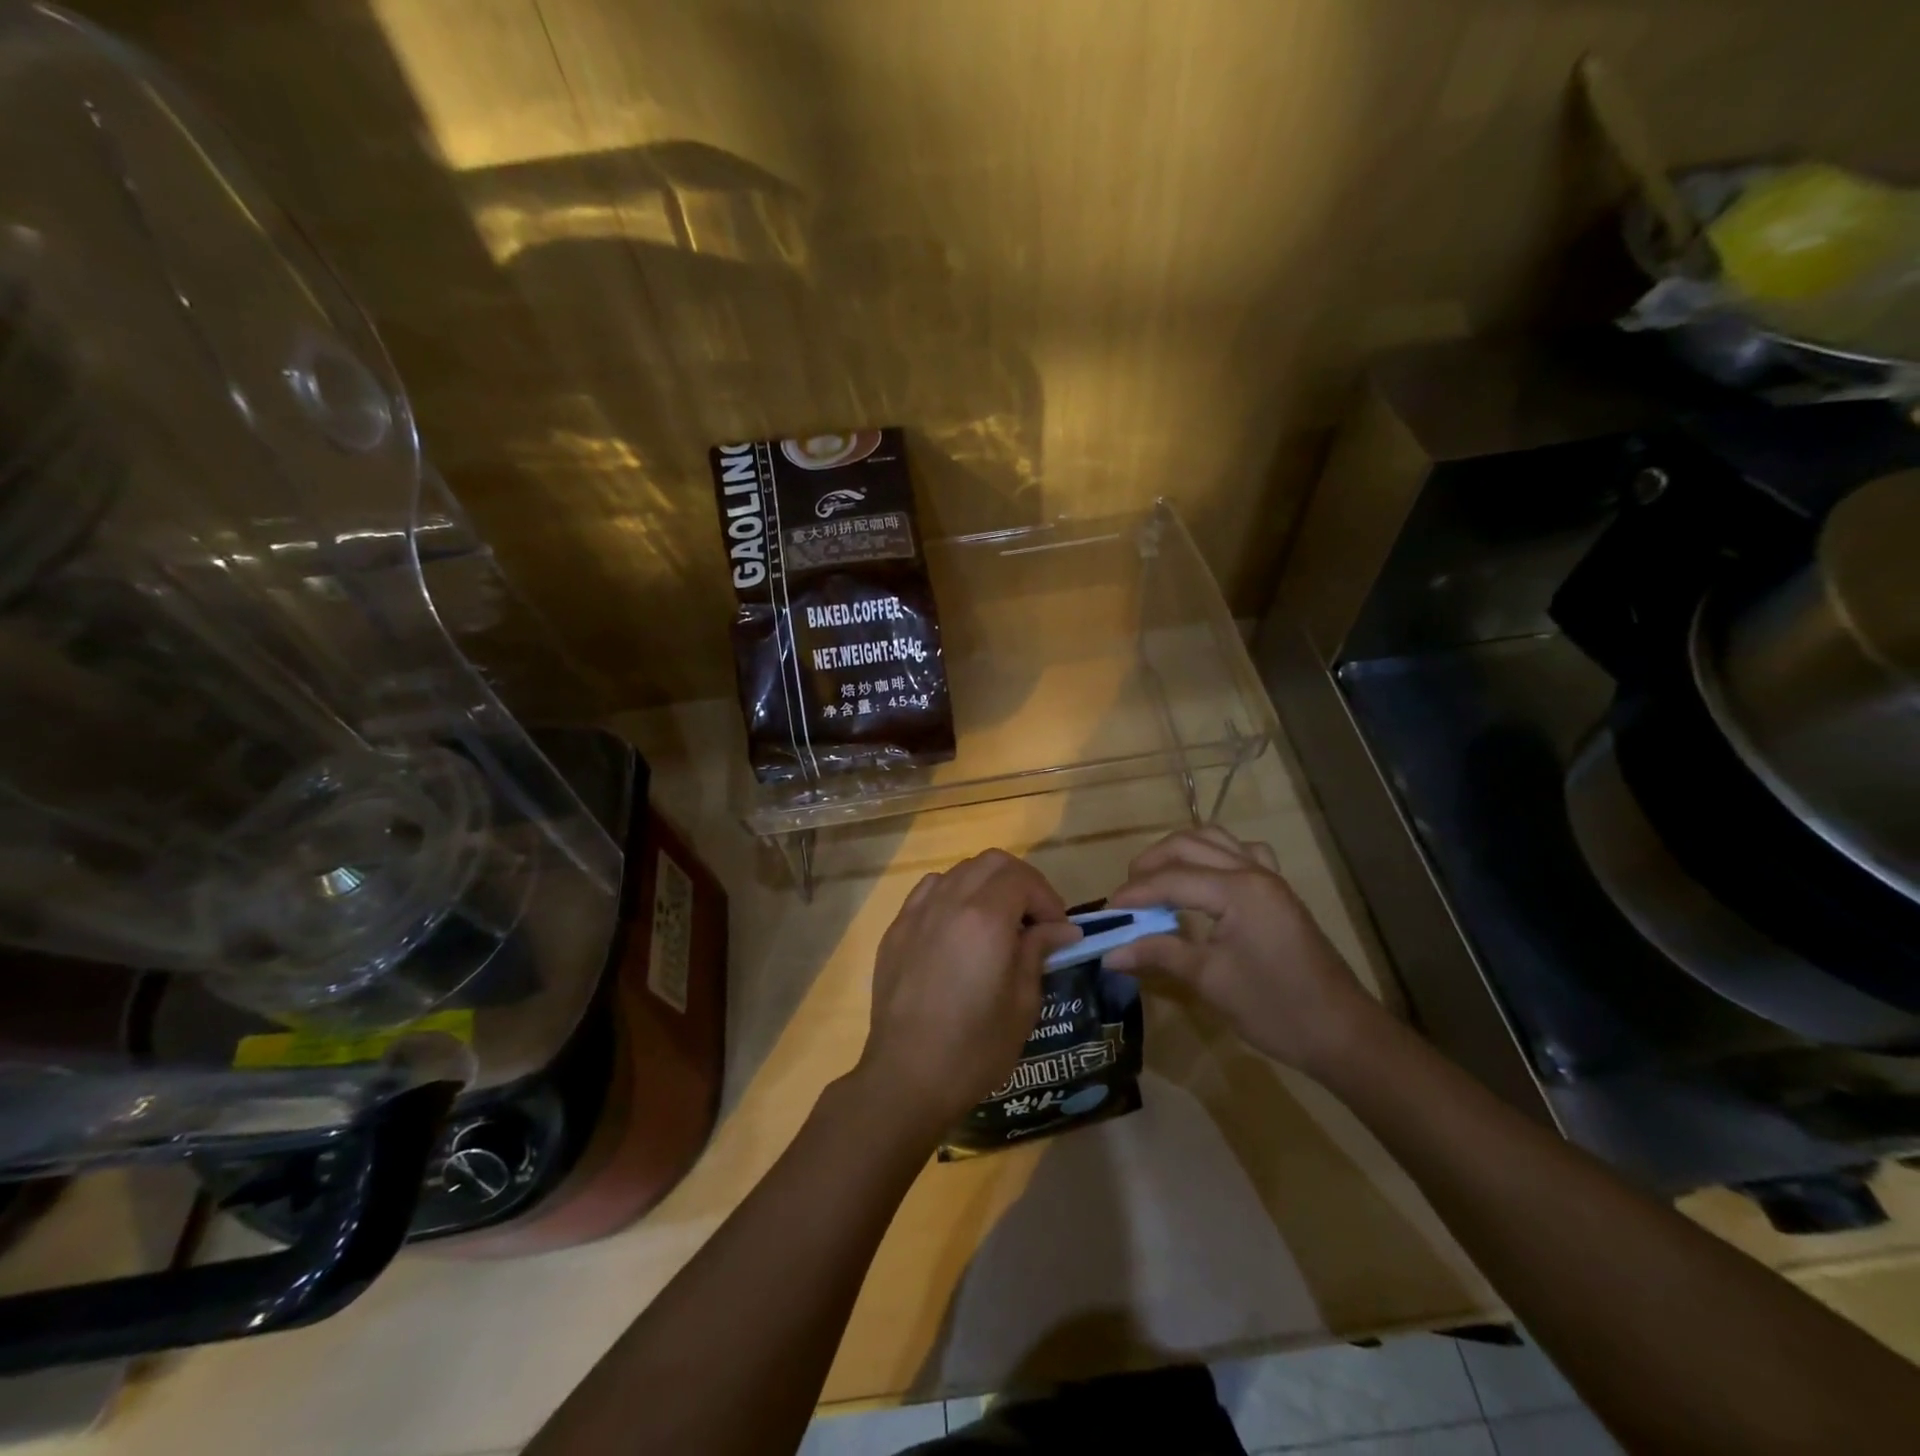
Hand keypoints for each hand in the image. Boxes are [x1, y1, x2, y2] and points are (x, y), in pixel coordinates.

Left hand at [857, 850, 1079, 1137]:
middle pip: (992, 862)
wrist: (907, 1076)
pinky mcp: (896, 929)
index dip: (1048, 899)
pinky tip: (959, 928)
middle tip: (1034, 920)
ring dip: (986, 885)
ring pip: (959, 871)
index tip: (1058, 931)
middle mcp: (949, 901)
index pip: (1023, 878)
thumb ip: (1038, 952)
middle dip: (1021, 882)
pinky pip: (929, 890)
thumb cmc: (974, 1047)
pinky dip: (953, 894)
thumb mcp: (1022, 1003)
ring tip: (998, 922)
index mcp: (985, 918)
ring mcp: (917, 912)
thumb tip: (1060, 929)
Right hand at [1105, 827, 1385, 1074]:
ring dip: (1180, 852)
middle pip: (1189, 845)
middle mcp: (1253, 871)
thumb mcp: (1210, 981)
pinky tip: (1204, 880)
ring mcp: (1270, 877)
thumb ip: (1159, 955)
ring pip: (1215, 839)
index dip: (1135, 893)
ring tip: (1156, 880)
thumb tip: (1110, 953)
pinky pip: (1242, 852)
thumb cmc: (1275, 1008)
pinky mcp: (1279, 890)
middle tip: (1128, 894)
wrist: (1342, 1033)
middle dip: (1152, 863)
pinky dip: (1214, 855)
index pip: (1172, 879)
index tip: (1107, 911)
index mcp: (1237, 890)